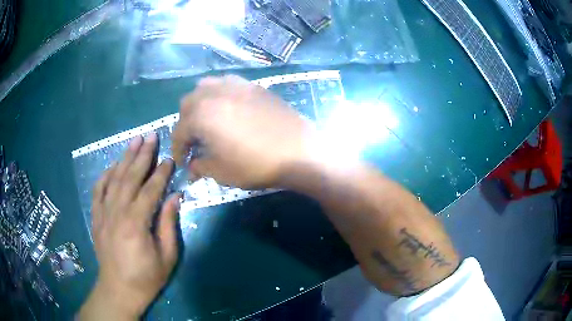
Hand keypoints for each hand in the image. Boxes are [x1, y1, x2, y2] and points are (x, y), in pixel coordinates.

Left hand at [80, 133, 179, 319]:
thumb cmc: (146, 277)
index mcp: (136, 223)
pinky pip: (98, 190)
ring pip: (114, 179)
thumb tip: (175, 197)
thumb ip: (169, 225)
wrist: (119, 289)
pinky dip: (105, 175)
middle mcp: (117, 212)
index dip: (161, 173)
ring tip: (134, 140)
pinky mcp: (96, 217)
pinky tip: (112, 166)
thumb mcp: (166, 256)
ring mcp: (103, 213)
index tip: (169, 159)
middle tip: (151, 135)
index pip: (150, 190)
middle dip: (142, 155)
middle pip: (130, 177)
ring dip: (124, 158)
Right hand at [172, 75, 314, 188]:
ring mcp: (235, 85)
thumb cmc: (256, 165)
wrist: (299, 152)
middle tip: (194, 141)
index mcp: (202, 115)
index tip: (182, 162)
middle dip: (185, 123)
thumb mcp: (222, 172)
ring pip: (205, 87)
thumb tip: (191, 168)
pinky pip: (227, 83)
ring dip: (200, 103)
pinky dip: (219, 94)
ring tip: (208, 121)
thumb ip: (200, 167)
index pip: (179, 130)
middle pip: (187, 103)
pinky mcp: (253, 85)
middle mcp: (214, 93)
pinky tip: (228, 108)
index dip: (178, 148)